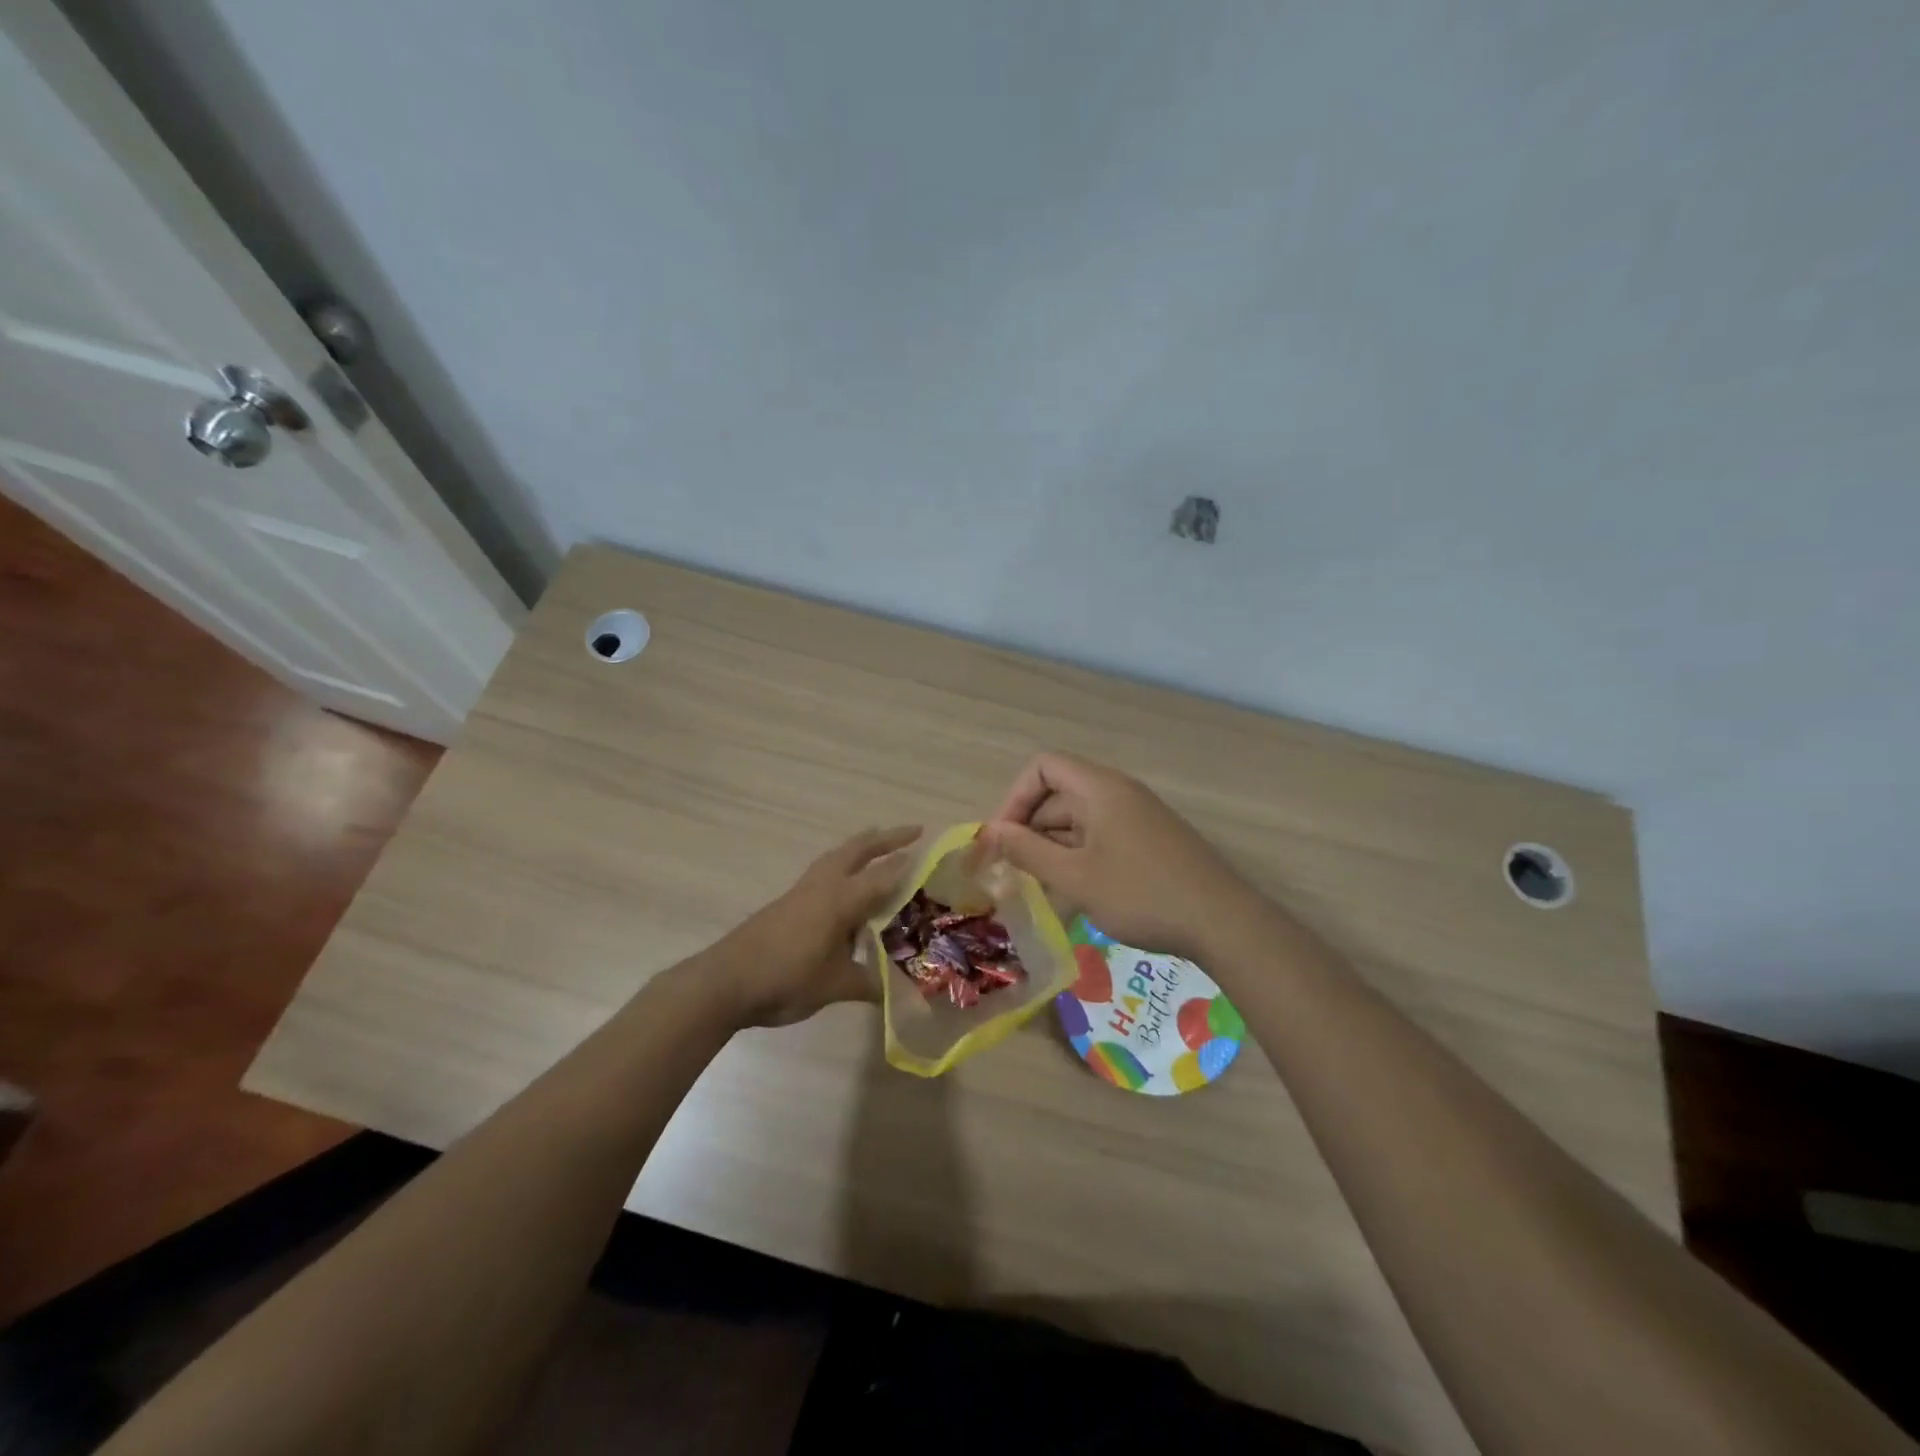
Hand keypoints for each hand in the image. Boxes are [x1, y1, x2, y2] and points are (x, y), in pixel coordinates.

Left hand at [714, 825, 919, 1027]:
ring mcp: (801, 892)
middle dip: (885, 838)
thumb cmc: (786, 978)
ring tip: (878, 848)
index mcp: (840, 900)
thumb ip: (870, 985)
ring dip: (860, 848)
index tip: (930, 852)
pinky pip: (822, 874)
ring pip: (836, 857)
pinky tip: (845, 892)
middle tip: (912, 831)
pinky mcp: (786, 904)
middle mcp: (822, 887)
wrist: (725, 981)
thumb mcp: (836, 987)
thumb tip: (902, 993)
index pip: (882, 875)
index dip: (907, 865)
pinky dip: (841, 867)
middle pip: (857, 850)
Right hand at [978, 753, 1251, 959]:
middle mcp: (1118, 793)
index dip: (1015, 798)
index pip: (1043, 767)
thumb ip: (1028, 851)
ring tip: (1039, 888)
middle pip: (1059, 794)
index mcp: (1099, 788)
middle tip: (1013, 871)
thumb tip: (991, 832)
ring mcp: (1138, 817)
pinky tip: (1074, 894)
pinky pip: (1102, 838)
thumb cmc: (1141, 894)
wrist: (1223, 921)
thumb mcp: (1075, 877)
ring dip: (1053, 848)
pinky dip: (1080, 858)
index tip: (1003, 838)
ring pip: (1080, 820)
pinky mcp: (1151, 841)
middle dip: (1030, 828)